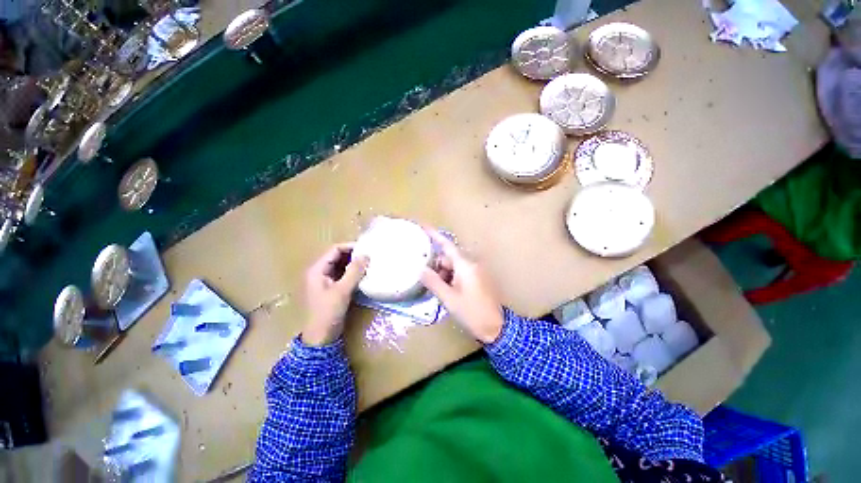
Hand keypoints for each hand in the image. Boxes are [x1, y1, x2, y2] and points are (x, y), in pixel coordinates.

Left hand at [302, 243, 368, 345]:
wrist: (321, 336)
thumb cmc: (329, 312)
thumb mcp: (343, 290)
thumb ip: (354, 272)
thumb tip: (365, 255)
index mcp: (317, 270)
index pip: (334, 250)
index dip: (350, 247)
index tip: (366, 248)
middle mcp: (319, 272)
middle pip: (337, 256)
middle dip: (353, 255)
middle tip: (369, 255)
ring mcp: (325, 280)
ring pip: (340, 265)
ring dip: (353, 263)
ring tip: (368, 263)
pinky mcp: (331, 288)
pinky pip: (342, 274)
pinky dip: (352, 272)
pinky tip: (363, 274)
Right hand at [420, 229, 504, 343]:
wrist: (497, 327)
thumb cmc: (472, 312)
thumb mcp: (449, 298)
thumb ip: (433, 282)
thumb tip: (420, 269)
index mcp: (465, 265)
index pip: (447, 245)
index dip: (434, 235)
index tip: (423, 227)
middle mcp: (472, 264)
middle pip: (449, 258)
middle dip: (437, 267)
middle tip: (427, 280)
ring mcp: (476, 271)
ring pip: (454, 267)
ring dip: (444, 275)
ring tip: (438, 291)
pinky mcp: (478, 278)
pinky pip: (461, 273)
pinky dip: (452, 279)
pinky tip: (448, 292)